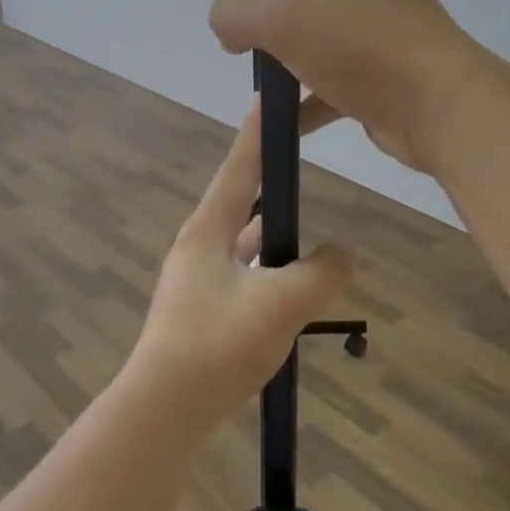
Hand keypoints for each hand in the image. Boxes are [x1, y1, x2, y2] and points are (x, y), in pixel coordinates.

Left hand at [119, 104, 352, 438]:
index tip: (267, 100)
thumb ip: (322, 273)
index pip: (238, 169)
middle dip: (274, 191)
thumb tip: (345, 255)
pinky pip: (245, 280)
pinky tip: (294, 294)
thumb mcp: (282, 302)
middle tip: (305, 173)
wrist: (164, 410)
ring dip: (276, 243)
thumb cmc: (218, 343)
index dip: (255, 135)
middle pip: (243, 207)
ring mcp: (197, 284)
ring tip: (312, 241)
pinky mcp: (202, 315)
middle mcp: (199, 249)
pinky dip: (271, 278)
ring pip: (246, 249)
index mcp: (208, 231)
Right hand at [208, 0, 483, 175]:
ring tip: (242, 52)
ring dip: (279, 38)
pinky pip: (325, 78)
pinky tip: (277, 117)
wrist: (442, 114)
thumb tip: (226, 23)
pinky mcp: (375, 73)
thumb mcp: (288, 20)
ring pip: (312, 20)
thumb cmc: (368, 48)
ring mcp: (372, 26)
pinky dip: (302, 96)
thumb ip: (239, 11)